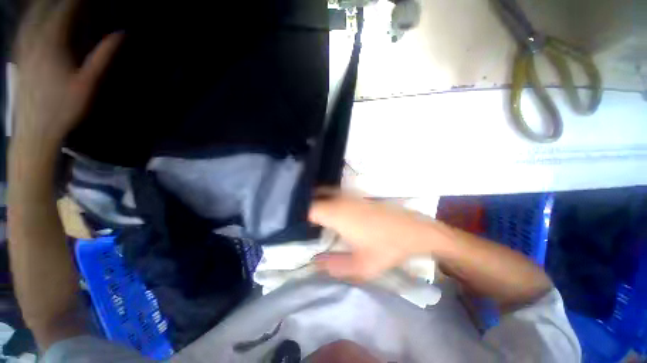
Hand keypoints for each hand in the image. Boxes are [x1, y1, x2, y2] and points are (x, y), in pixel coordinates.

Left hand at [13, 0, 121, 150]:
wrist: (35, 128)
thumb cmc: (64, 108)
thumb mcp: (88, 83)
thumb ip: (104, 56)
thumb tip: (122, 34)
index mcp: (53, 42)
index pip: (68, 8)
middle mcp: (35, 37)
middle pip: (49, 6)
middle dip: (64, 0)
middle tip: (78, 0)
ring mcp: (25, 44)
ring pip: (34, 12)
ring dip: (48, 3)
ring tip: (60, 1)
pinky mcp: (20, 53)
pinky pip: (25, 24)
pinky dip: (34, 14)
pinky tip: (38, 13)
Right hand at [308, 192, 439, 281]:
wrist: (413, 230)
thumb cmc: (387, 247)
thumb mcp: (361, 266)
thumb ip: (334, 266)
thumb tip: (315, 261)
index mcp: (337, 215)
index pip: (309, 209)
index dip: (298, 217)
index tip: (294, 227)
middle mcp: (340, 201)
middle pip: (314, 198)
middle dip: (304, 207)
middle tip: (298, 222)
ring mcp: (350, 196)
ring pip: (324, 193)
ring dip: (315, 201)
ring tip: (309, 216)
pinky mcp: (358, 196)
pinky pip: (334, 193)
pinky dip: (326, 198)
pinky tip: (328, 210)